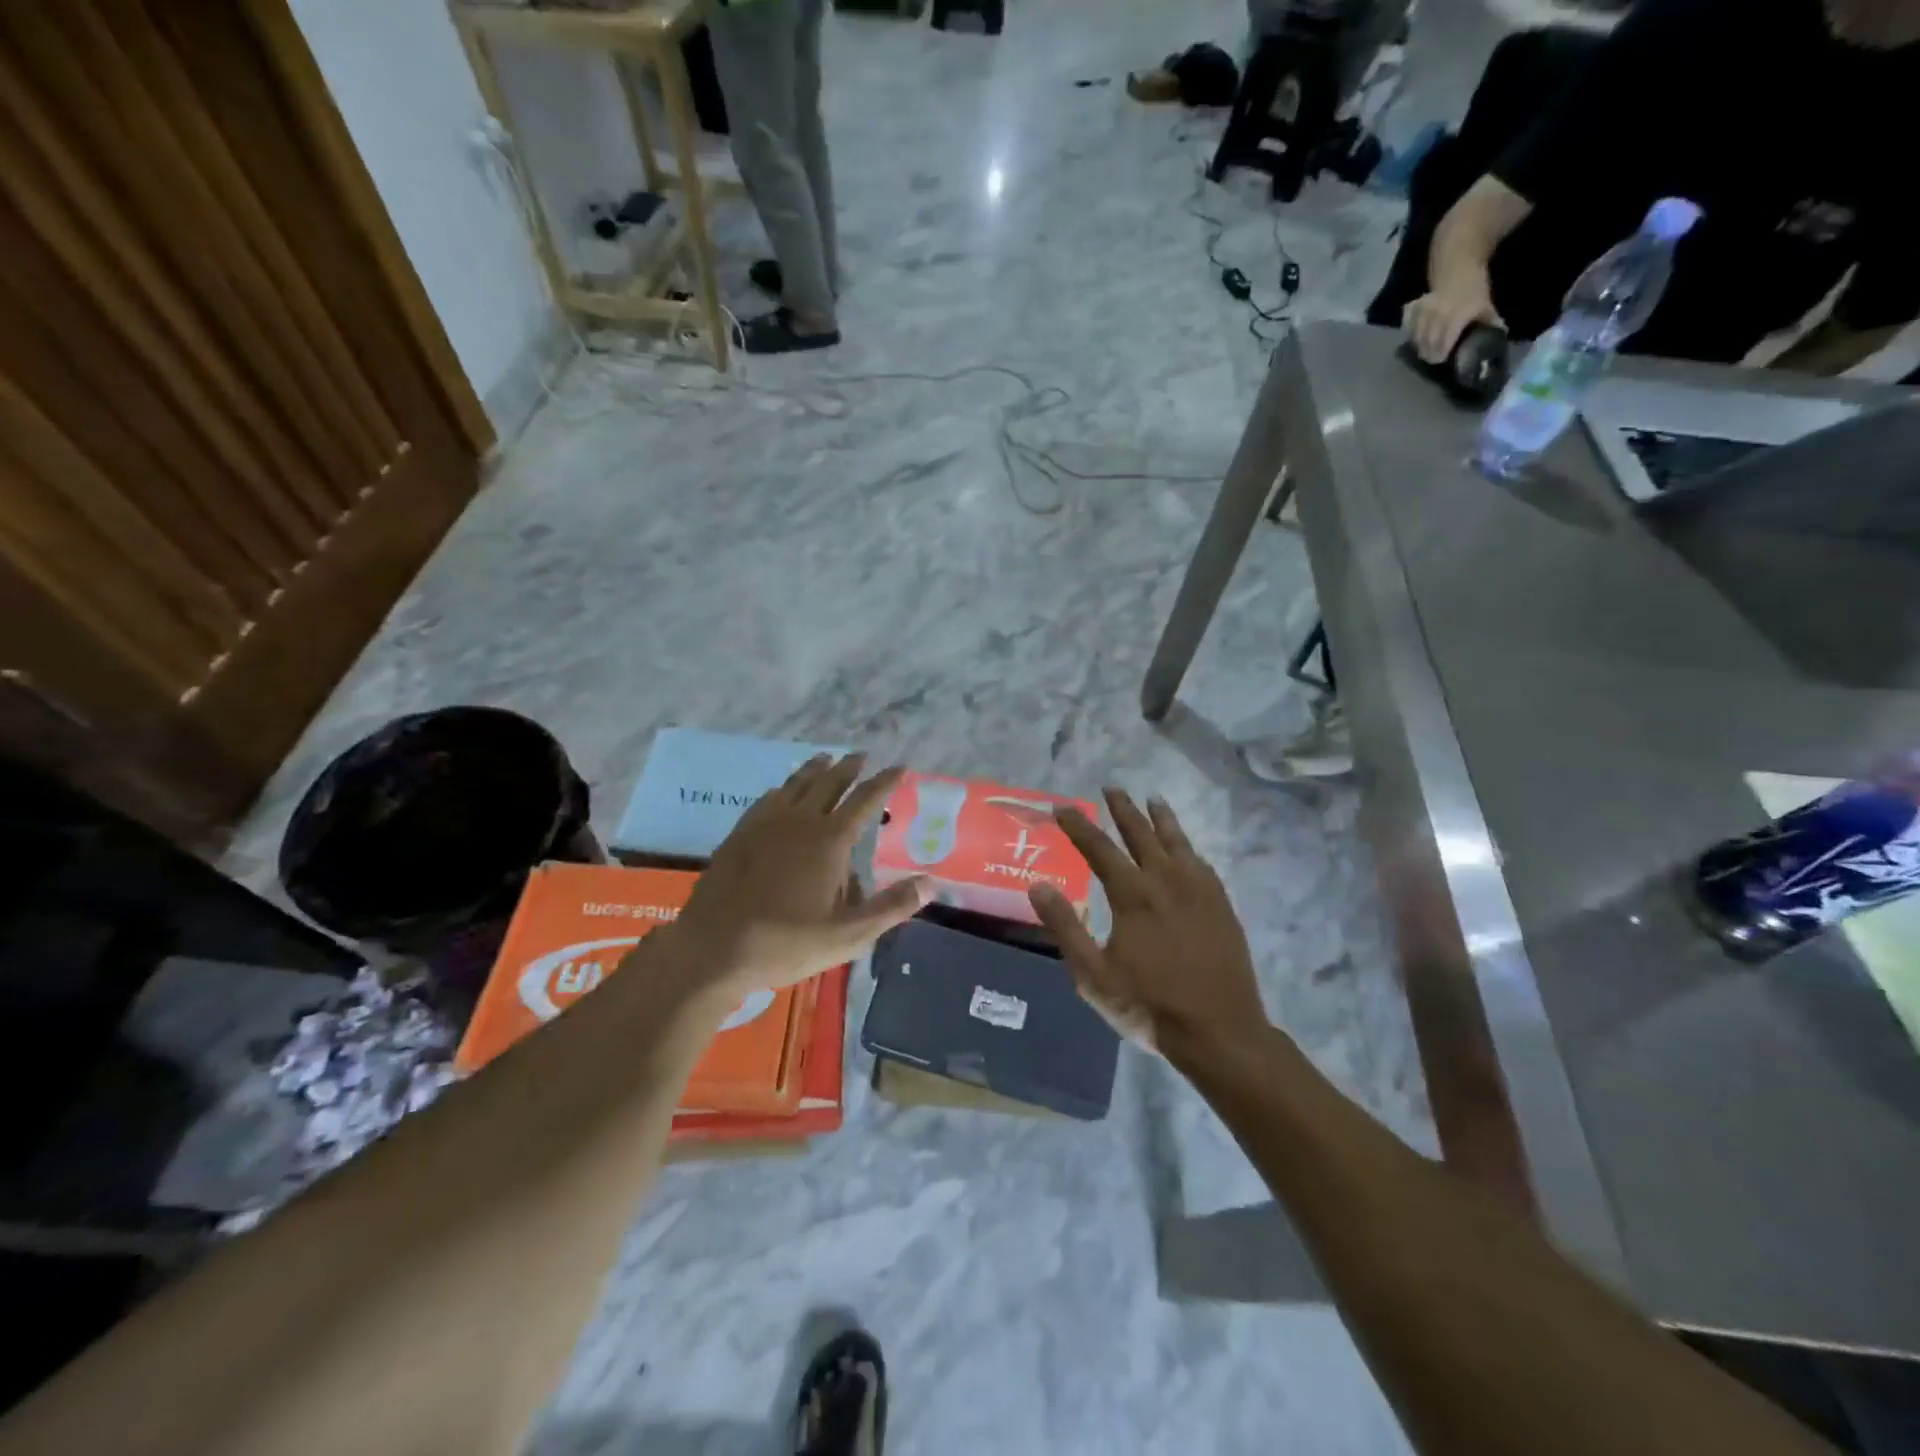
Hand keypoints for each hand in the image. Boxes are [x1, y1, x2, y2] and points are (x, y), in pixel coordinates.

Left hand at [666, 754, 928, 997]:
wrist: (714, 948)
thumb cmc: (787, 943)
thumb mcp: (849, 935)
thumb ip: (892, 906)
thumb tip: (930, 884)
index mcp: (830, 840)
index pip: (865, 800)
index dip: (884, 782)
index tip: (899, 767)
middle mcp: (800, 821)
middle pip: (829, 783)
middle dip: (848, 768)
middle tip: (861, 756)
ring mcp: (765, 824)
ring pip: (795, 785)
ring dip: (814, 770)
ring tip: (825, 759)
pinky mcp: (739, 835)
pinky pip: (766, 800)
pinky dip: (782, 790)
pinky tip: (779, 792)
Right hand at [1027, 788, 1266, 1059]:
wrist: (1220, 1032)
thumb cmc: (1149, 1005)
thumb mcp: (1093, 974)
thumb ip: (1064, 927)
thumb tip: (1038, 885)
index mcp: (1133, 894)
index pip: (1099, 848)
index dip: (1078, 825)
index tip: (1062, 806)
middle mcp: (1167, 880)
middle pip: (1142, 834)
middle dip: (1123, 809)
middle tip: (1111, 788)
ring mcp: (1199, 891)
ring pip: (1177, 842)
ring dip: (1161, 818)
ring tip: (1153, 799)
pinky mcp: (1221, 905)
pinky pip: (1201, 863)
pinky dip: (1188, 847)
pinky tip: (1186, 849)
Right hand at [1403, 288, 1502, 364]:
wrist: (1459, 268)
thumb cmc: (1474, 289)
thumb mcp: (1485, 305)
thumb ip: (1490, 322)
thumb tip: (1499, 335)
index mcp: (1456, 316)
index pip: (1444, 342)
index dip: (1441, 354)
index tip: (1441, 361)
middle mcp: (1437, 315)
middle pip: (1427, 343)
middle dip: (1429, 354)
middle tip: (1432, 359)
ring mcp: (1423, 312)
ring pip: (1416, 338)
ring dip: (1419, 347)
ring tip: (1424, 351)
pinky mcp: (1414, 309)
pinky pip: (1408, 326)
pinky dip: (1410, 334)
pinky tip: (1415, 337)